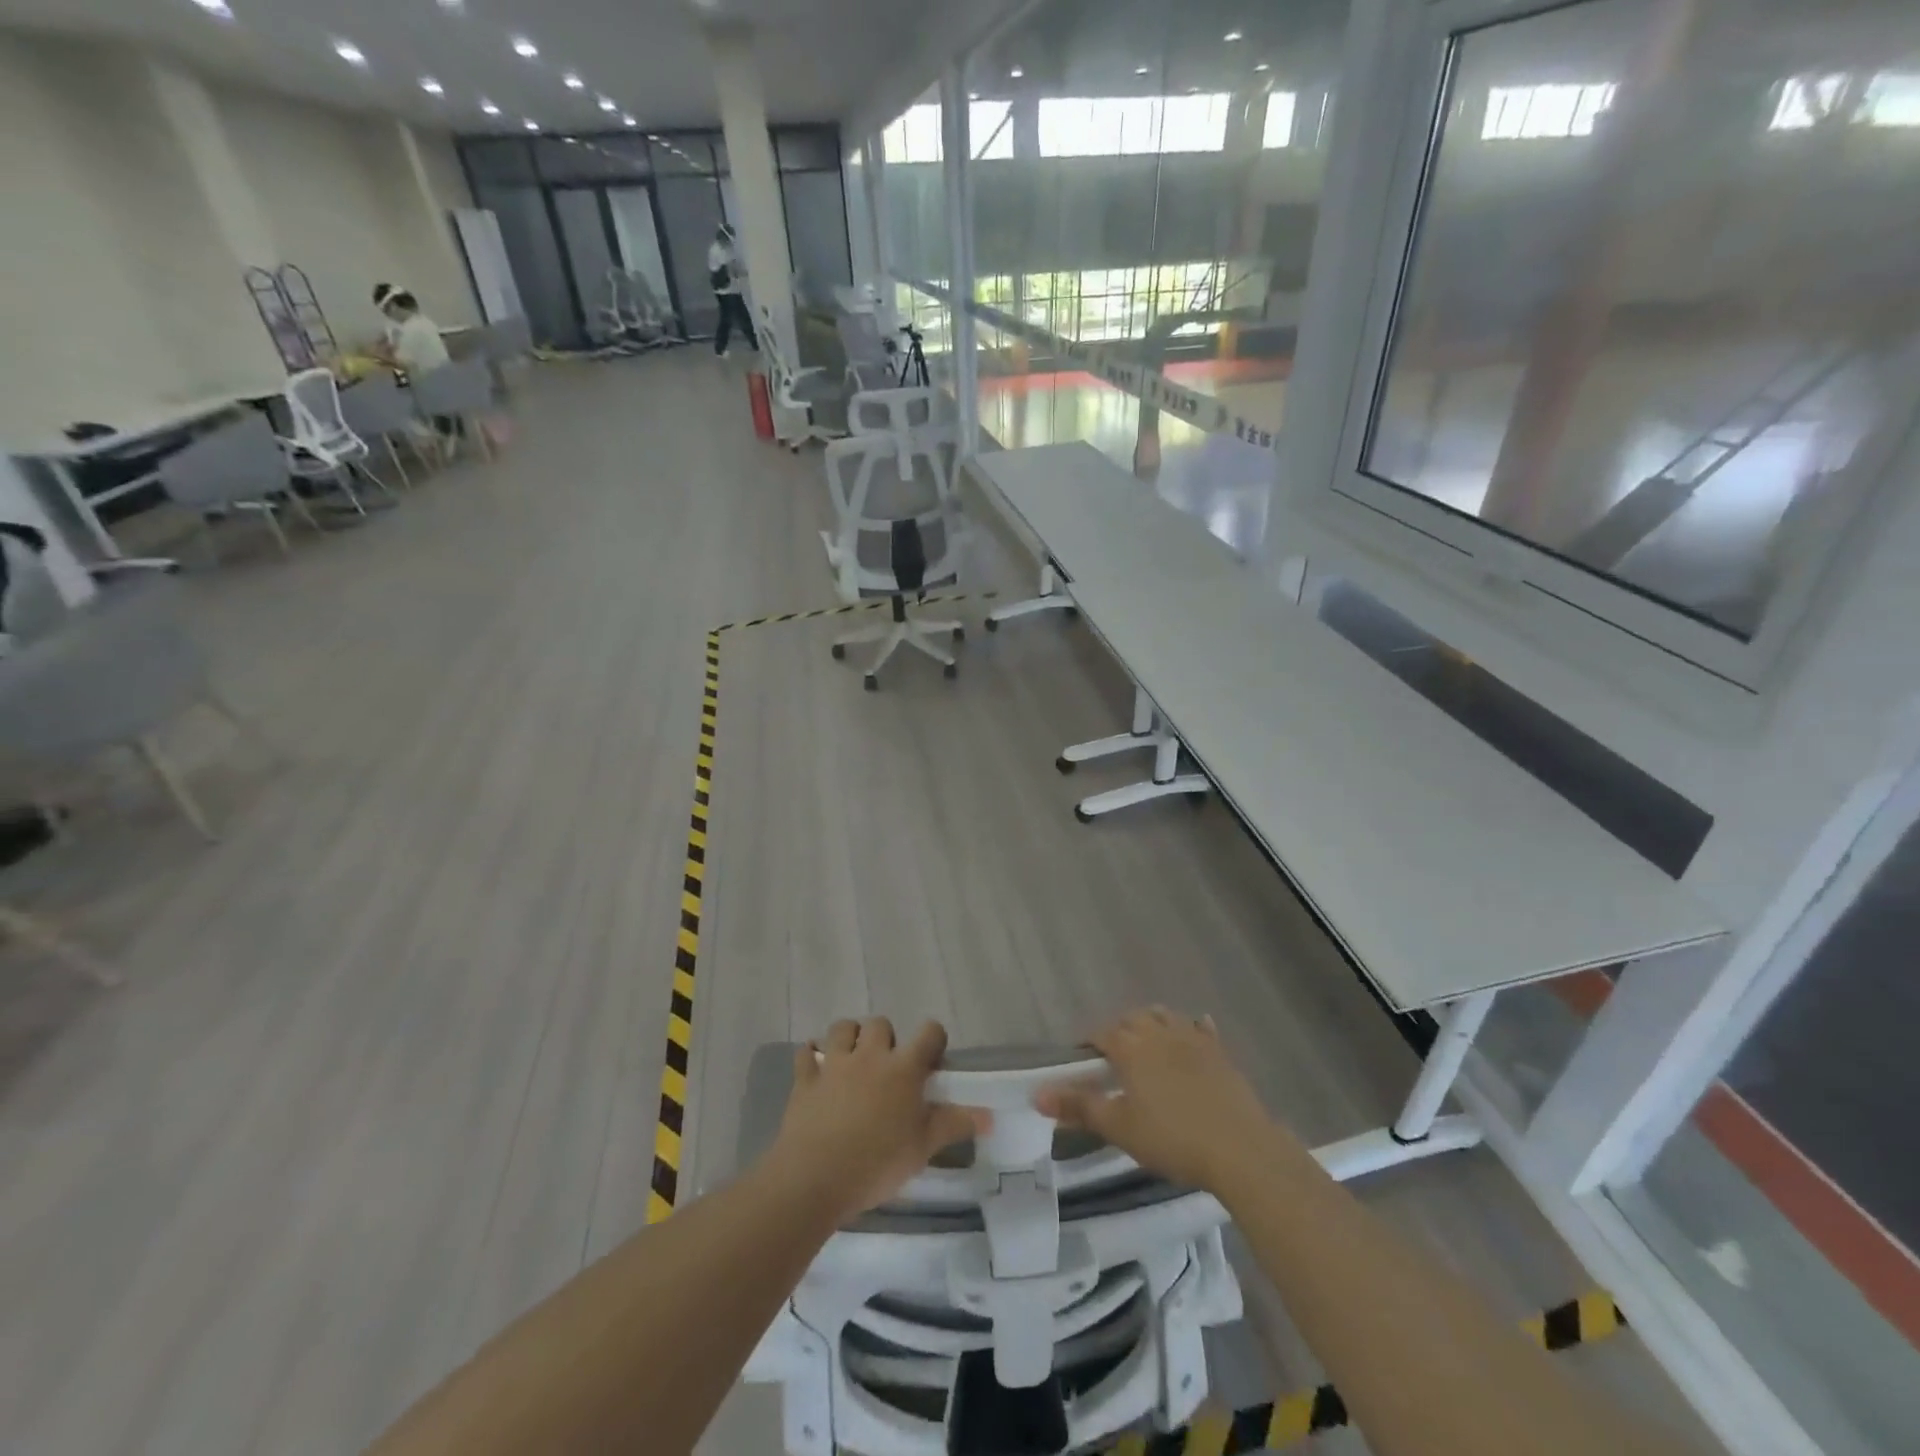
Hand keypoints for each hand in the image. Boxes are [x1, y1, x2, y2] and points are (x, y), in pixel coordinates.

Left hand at [768, 1018, 989, 1225]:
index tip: (932, 1061)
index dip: (934, 1040)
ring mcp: (834, 1064)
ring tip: (853, 1060)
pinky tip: (816, 1068)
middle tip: (889, 1068)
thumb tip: (990, 1116)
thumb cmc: (877, 1163)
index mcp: (903, 1068)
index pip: (929, 1033)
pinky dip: (811, 1056)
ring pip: (842, 1027)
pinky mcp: (805, 1078)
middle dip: (886, 1038)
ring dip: (849, 1037)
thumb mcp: (923, 1148)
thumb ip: (954, 1125)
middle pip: (880, 1024)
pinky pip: (806, 1053)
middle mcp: (870, 1055)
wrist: (815, 1178)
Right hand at [1035, 1008, 1288, 1191]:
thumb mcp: (1119, 1127)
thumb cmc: (1171, 1138)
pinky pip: (1202, 1029)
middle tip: (1114, 1057)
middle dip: (1119, 1031)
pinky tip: (1194, 1033)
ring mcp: (1192, 1039)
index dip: (1089, 1044)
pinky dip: (1193, 1028)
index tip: (1083, 1061)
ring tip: (1147, 1041)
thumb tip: (1036, 1094)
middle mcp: (1159, 1032)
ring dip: (1151, 1022)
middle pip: (1132, 1019)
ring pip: (1165, 1016)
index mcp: (1131, 1047)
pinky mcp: (1219, 1052)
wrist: (1239, 1149)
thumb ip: (1078, 1107)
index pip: (1101, 1033)